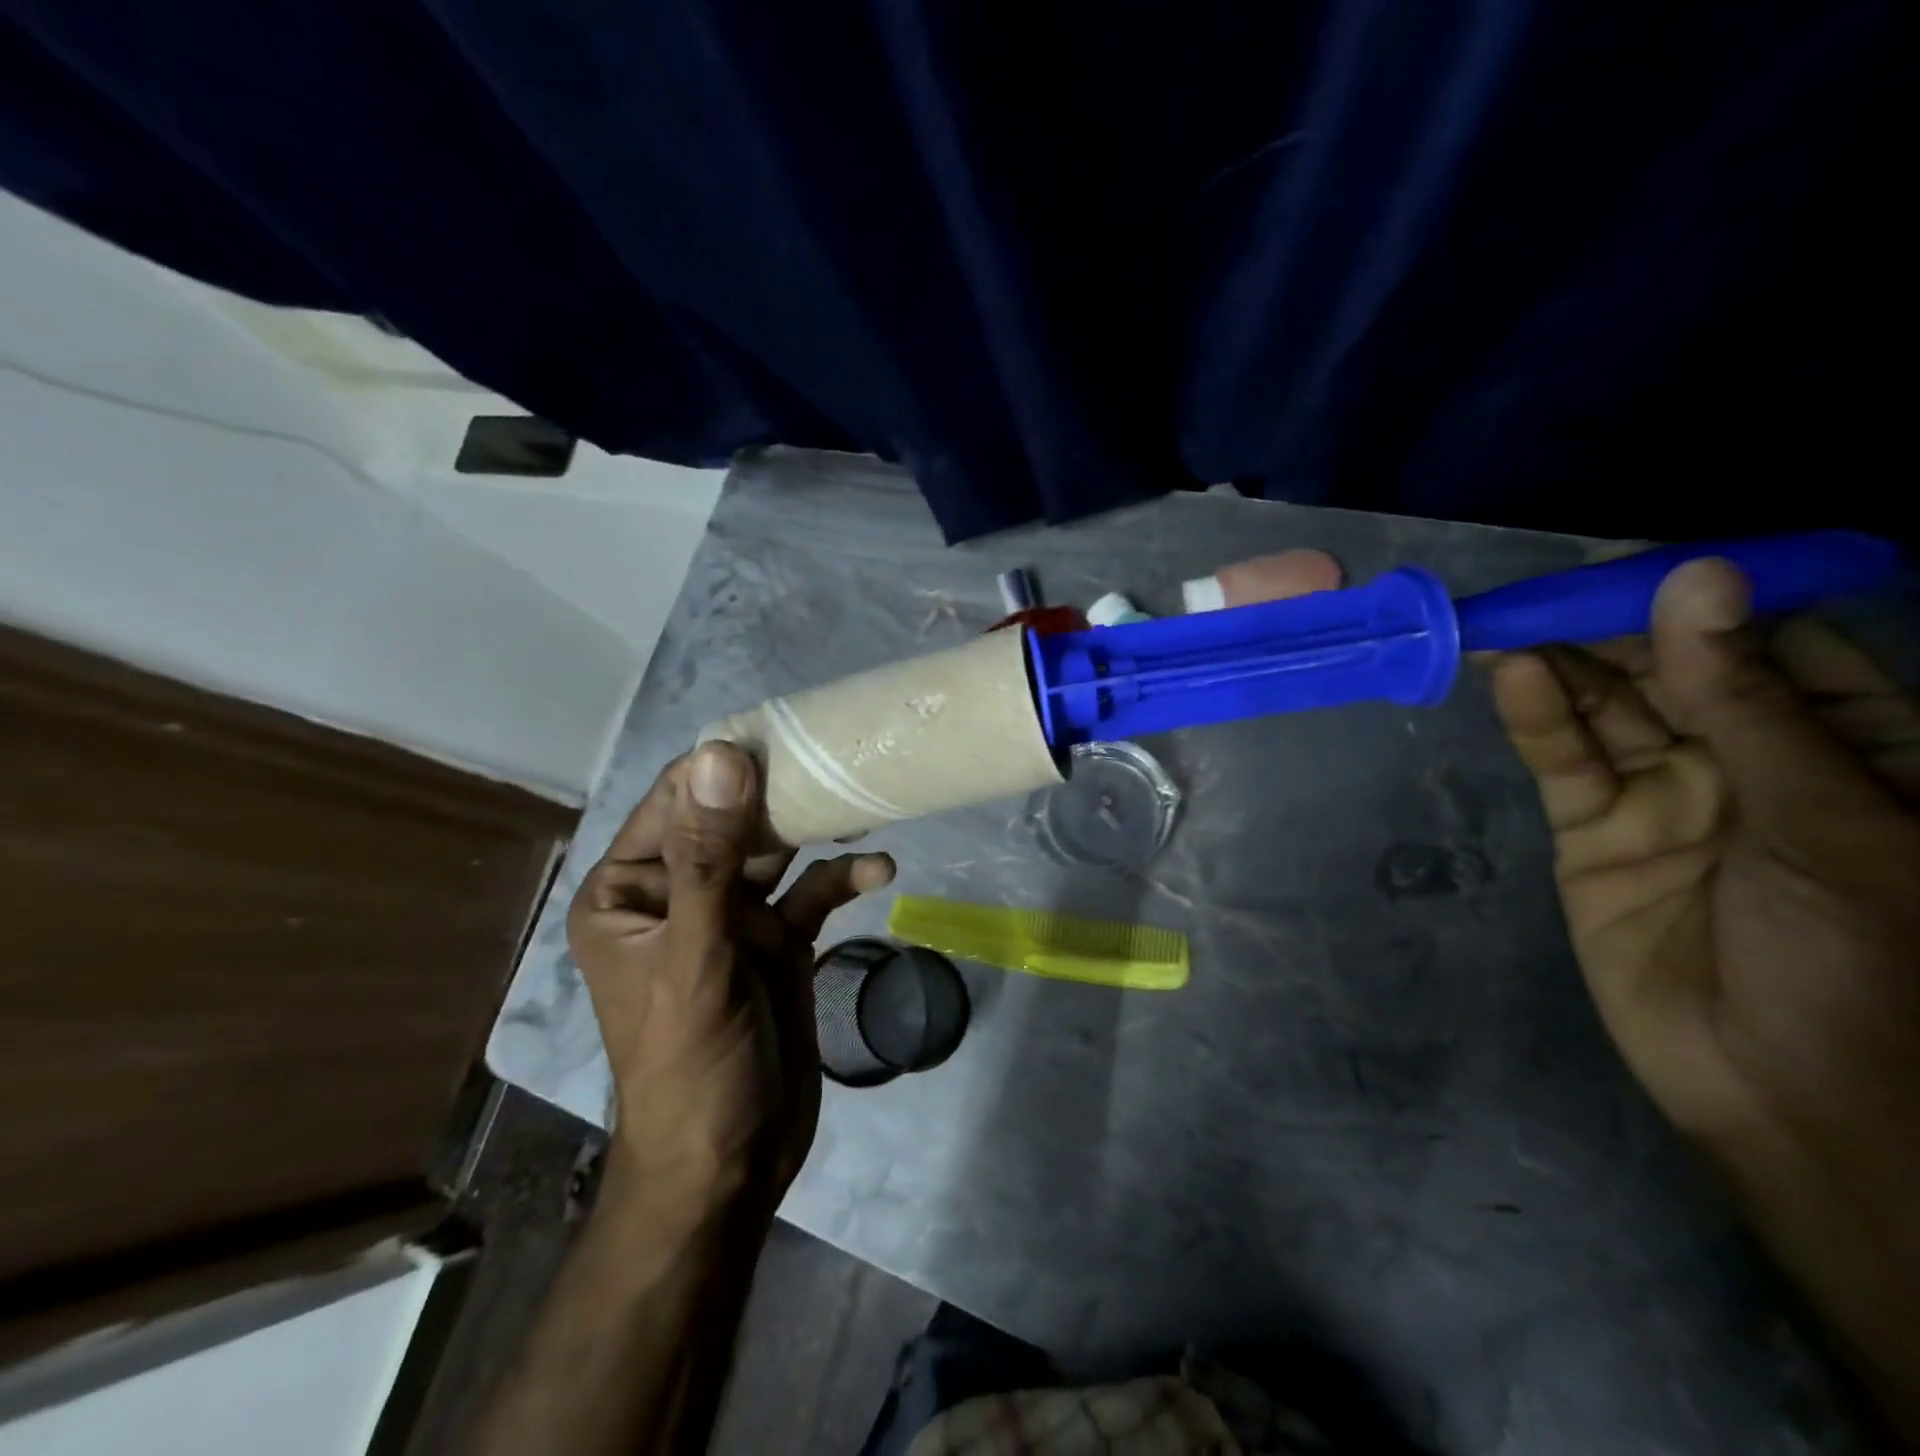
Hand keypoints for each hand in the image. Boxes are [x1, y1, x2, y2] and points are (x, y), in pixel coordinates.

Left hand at [566, 742, 894, 1219]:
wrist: (730, 1165)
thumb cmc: (691, 1062)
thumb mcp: (697, 955)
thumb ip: (708, 856)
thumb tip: (719, 754)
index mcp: (631, 889)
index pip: (677, 800)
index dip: (726, 764)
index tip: (788, 733)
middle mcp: (679, 892)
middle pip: (734, 818)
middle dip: (782, 794)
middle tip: (838, 764)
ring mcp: (732, 917)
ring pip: (777, 851)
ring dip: (818, 830)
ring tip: (864, 804)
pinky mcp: (778, 941)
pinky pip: (811, 894)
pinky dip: (841, 878)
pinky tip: (879, 869)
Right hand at [1490, 558, 1919, 1433]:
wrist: (1790, 1095)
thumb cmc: (1868, 959)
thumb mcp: (1827, 816)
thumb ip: (1746, 702)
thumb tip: (1694, 584)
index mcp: (1849, 746)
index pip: (1768, 645)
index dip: (1705, 600)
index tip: (1640, 561)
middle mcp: (1750, 758)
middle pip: (1670, 672)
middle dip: (1612, 630)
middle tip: (1547, 590)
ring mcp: (1664, 793)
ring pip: (1606, 710)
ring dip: (1562, 665)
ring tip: (1510, 623)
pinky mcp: (1592, 830)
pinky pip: (1564, 761)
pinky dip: (1538, 718)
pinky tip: (1515, 677)